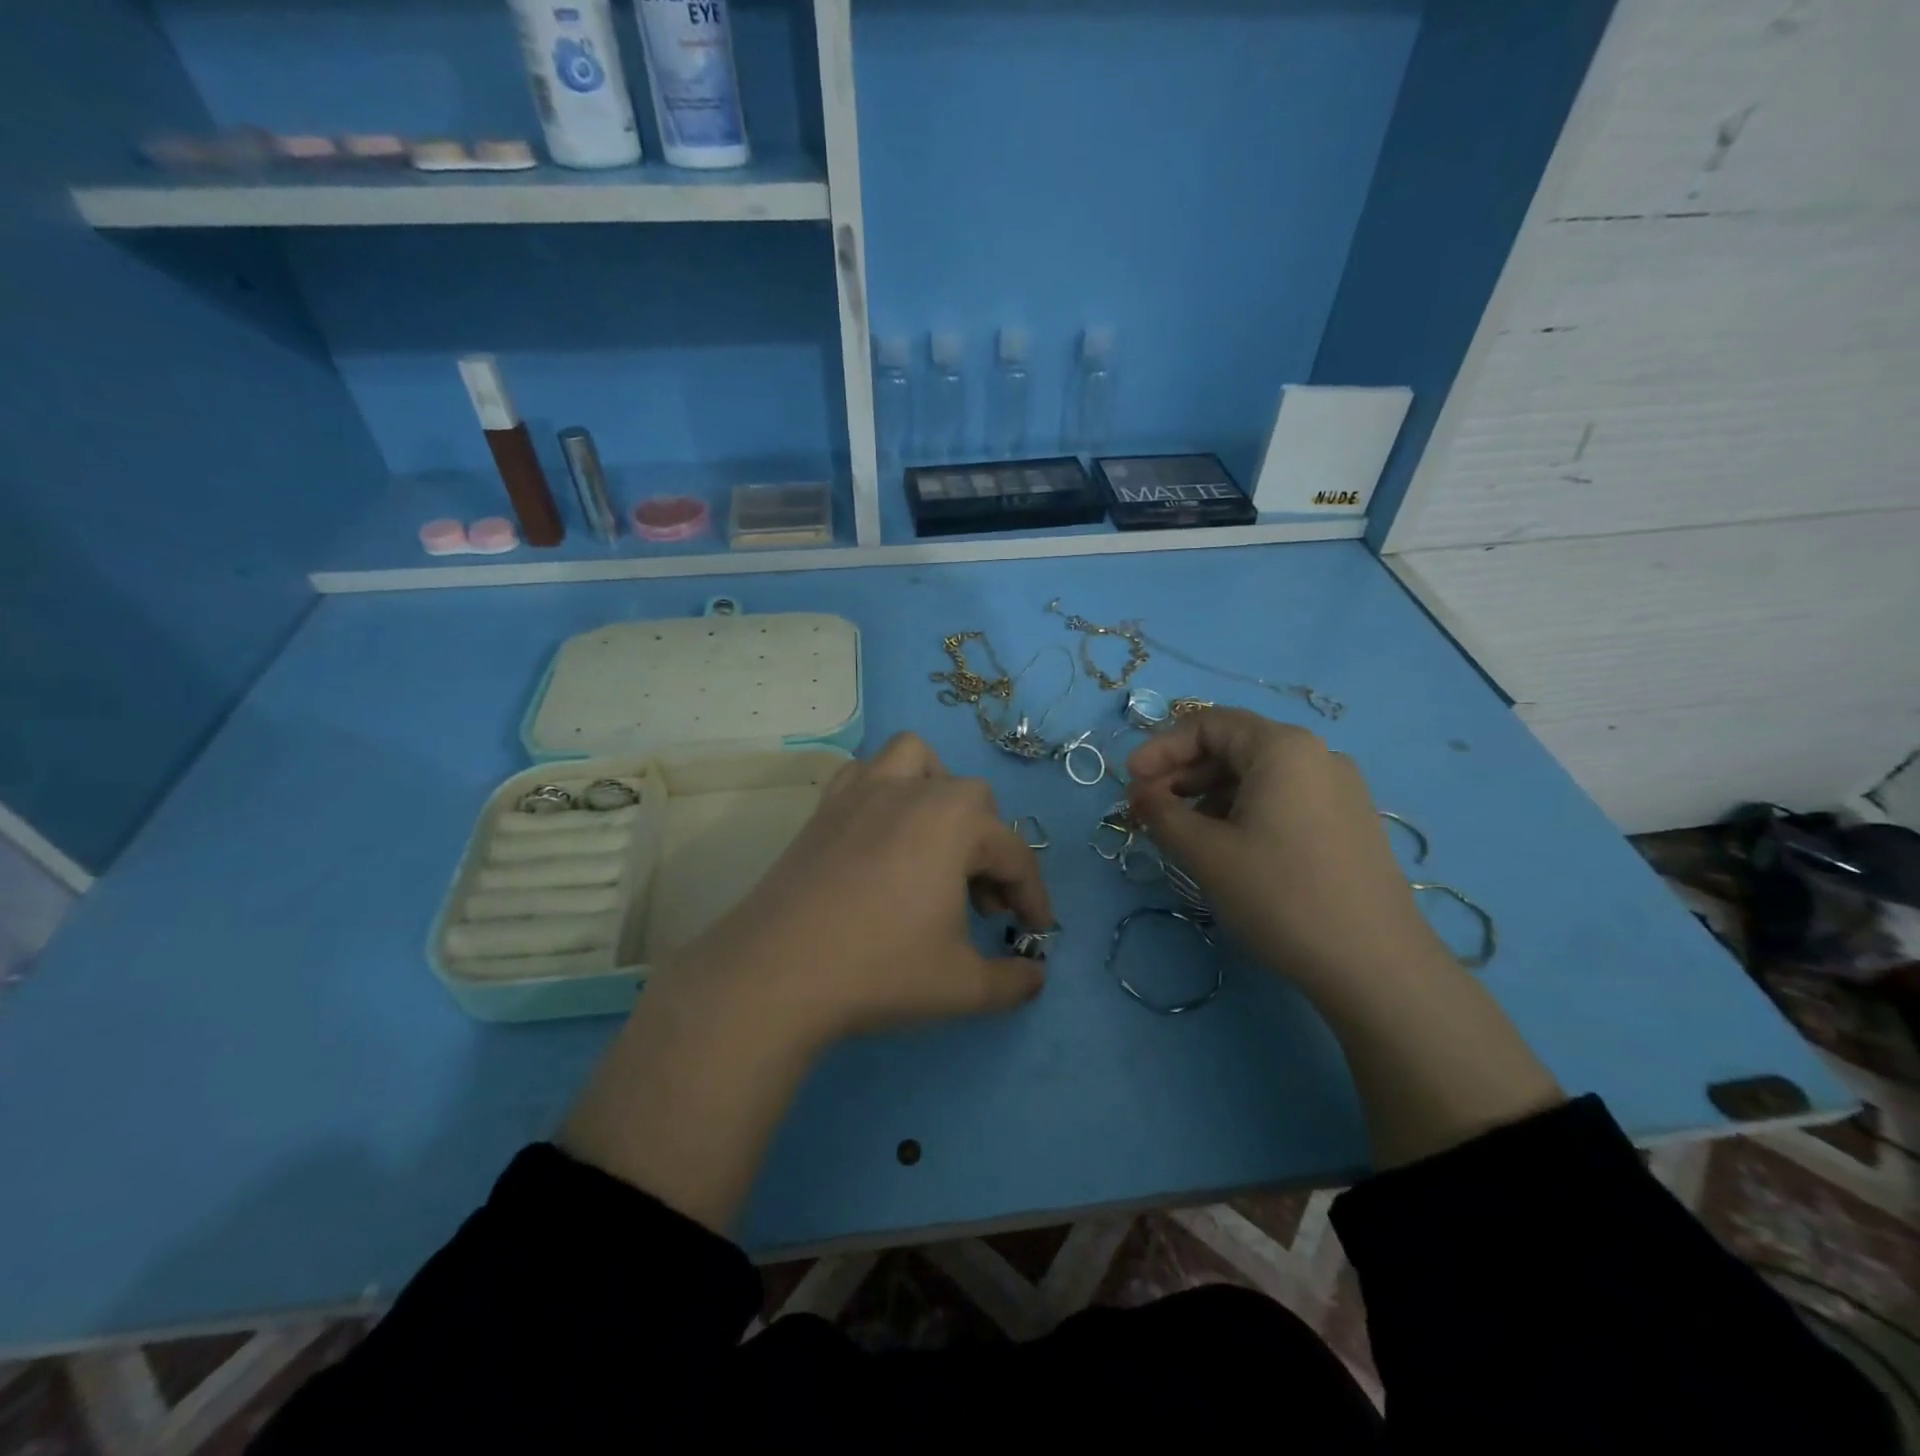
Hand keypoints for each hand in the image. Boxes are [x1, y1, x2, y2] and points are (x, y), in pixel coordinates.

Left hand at [663, 731, 1052, 1046]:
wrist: (777, 973)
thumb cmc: (880, 970)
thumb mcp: (962, 987)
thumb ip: (1012, 980)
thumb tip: (1035, 977)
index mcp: (955, 823)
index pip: (1014, 855)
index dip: (1033, 897)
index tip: (1037, 933)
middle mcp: (913, 792)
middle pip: (973, 800)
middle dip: (989, 849)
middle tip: (980, 904)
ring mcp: (862, 792)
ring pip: (916, 759)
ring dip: (938, 792)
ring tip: (936, 843)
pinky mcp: (824, 807)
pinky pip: (864, 773)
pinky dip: (884, 789)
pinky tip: (881, 834)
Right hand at [1126, 708, 1561, 1167]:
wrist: (1376, 966)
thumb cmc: (1282, 896)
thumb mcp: (1206, 854)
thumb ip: (1161, 814)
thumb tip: (1139, 794)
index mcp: (1283, 748)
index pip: (1208, 724)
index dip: (1160, 748)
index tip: (1129, 781)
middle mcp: (1316, 755)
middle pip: (1233, 746)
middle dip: (1182, 773)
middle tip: (1148, 809)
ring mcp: (1339, 789)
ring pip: (1257, 775)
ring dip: (1209, 795)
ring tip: (1182, 833)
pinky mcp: (1349, 823)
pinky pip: (1283, 798)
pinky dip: (1243, 811)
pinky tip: (1227, 848)